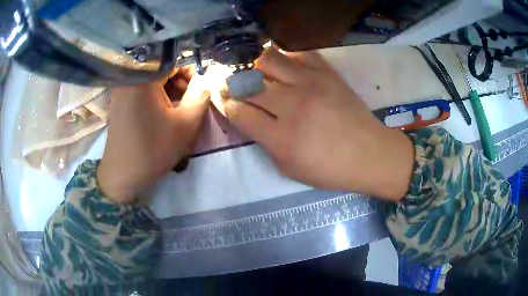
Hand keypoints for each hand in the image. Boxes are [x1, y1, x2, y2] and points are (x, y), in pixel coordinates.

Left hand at [97, 68, 209, 203]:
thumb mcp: (186, 124)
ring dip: (168, 89)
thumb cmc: (153, 149)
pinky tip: (162, 112)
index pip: (174, 60)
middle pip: (161, 67)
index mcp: (144, 76)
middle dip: (179, 81)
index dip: (190, 72)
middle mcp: (129, 76)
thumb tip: (207, 79)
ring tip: (177, 109)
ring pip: (152, 78)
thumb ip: (201, 96)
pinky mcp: (119, 99)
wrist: (122, 174)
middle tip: (189, 101)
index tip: (198, 89)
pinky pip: (141, 88)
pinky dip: (155, 95)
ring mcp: (121, 87)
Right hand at [222, 49, 413, 200]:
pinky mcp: (328, 73)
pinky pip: (299, 53)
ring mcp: (311, 84)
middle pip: (249, 83)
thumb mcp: (290, 168)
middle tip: (234, 83)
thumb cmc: (330, 169)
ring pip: (270, 59)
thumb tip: (250, 119)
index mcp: (282, 138)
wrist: (370, 154)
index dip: (226, 104)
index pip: (240, 112)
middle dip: (234, 82)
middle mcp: (293, 106)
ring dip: (256, 64)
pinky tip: (285, 65)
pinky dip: (286, 56)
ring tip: (257, 70)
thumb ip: (265, 143)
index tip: (223, 99)